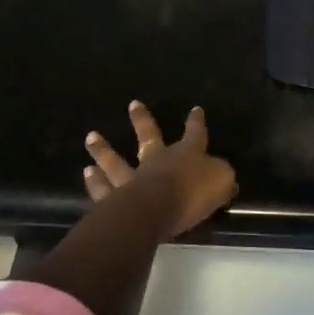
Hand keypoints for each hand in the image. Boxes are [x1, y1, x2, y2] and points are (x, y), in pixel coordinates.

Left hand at [84, 101, 237, 240]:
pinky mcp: (114, 200)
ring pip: (116, 162)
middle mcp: (156, 161)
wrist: (155, 210)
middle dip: (141, 120)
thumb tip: (226, 178)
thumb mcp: (220, 182)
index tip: (195, 109)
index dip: (196, 122)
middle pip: (148, 137)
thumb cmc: (191, 193)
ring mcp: (132, 179)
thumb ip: (222, 178)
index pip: (194, 134)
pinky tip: (87, 174)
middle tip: (132, 104)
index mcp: (185, 154)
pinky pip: (103, 189)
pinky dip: (95, 183)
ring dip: (104, 150)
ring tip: (91, 138)